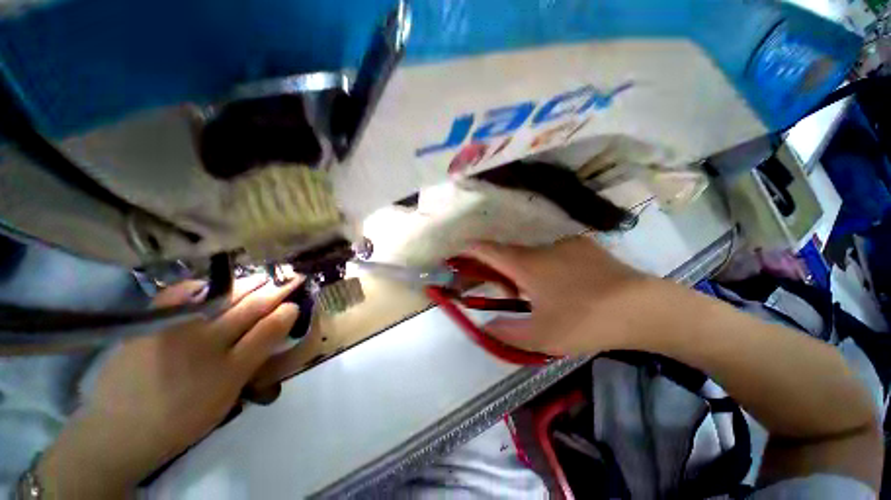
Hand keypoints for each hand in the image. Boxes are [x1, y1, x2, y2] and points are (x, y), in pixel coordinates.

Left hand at [37, 275, 300, 498]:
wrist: (119, 429)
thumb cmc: (183, 417)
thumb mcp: (228, 394)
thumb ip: (255, 356)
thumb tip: (279, 324)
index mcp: (228, 369)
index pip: (269, 328)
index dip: (287, 309)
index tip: (298, 298)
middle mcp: (204, 343)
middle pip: (249, 306)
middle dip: (275, 289)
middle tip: (291, 276)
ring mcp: (175, 328)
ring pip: (223, 296)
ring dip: (249, 283)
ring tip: (264, 276)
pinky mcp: (149, 322)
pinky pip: (180, 293)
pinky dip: (201, 284)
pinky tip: (212, 283)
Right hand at [467, 237, 655, 355]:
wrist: (644, 308)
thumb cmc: (585, 320)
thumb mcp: (540, 336)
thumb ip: (505, 331)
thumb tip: (486, 324)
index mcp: (526, 264)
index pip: (487, 250)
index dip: (469, 249)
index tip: (457, 253)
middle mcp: (541, 247)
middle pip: (507, 251)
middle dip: (495, 266)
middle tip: (498, 287)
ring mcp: (564, 243)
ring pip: (530, 252)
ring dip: (520, 267)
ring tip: (530, 290)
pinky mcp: (583, 246)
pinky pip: (552, 252)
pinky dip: (543, 263)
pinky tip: (559, 282)